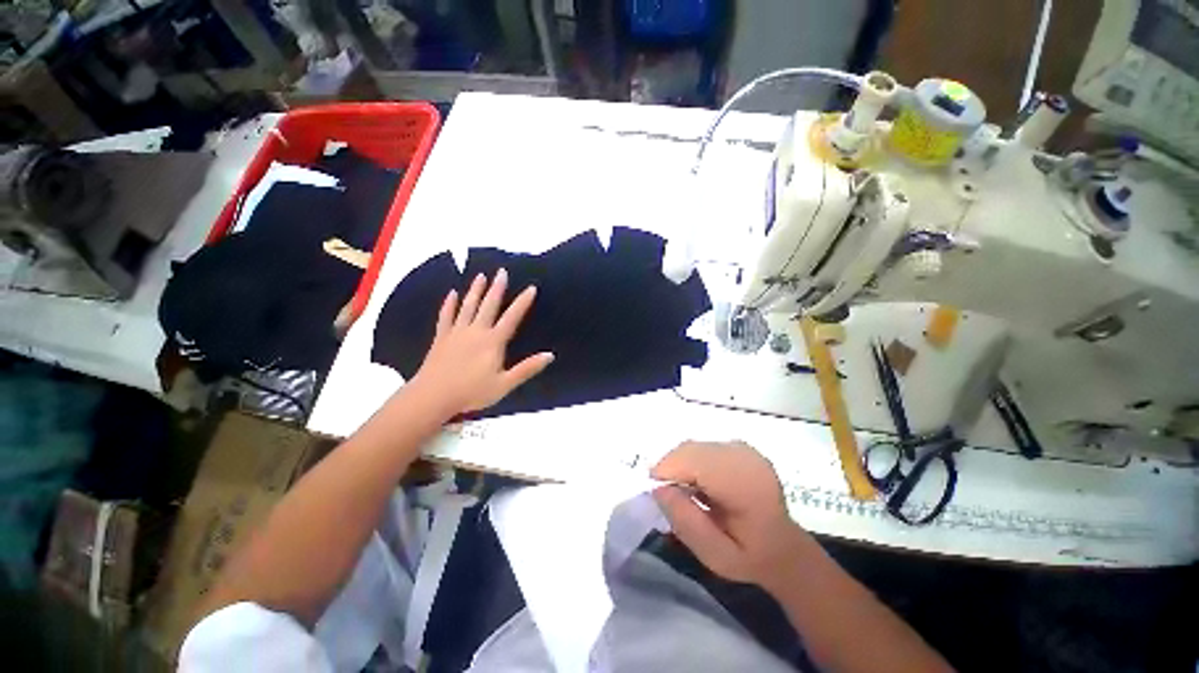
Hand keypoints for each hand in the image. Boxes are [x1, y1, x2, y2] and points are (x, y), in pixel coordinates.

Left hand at [410, 269, 553, 415]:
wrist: (433, 397)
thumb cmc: (472, 392)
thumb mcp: (504, 384)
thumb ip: (527, 369)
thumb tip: (549, 355)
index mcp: (493, 342)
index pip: (511, 318)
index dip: (522, 302)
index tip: (531, 287)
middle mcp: (476, 331)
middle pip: (488, 306)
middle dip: (496, 288)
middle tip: (501, 271)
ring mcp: (457, 333)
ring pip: (468, 306)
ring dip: (475, 290)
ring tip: (480, 276)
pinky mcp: (441, 337)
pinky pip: (446, 316)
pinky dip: (449, 304)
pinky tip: (451, 294)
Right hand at [652, 441, 806, 588]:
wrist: (784, 547)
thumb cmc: (750, 557)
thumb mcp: (715, 555)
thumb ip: (686, 522)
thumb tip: (658, 489)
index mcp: (745, 485)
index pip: (695, 461)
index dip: (668, 470)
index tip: (655, 492)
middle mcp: (745, 457)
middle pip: (691, 449)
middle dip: (671, 467)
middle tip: (665, 494)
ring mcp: (743, 449)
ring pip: (694, 445)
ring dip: (680, 464)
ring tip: (681, 491)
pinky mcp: (739, 447)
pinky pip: (703, 446)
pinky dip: (691, 461)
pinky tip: (697, 482)